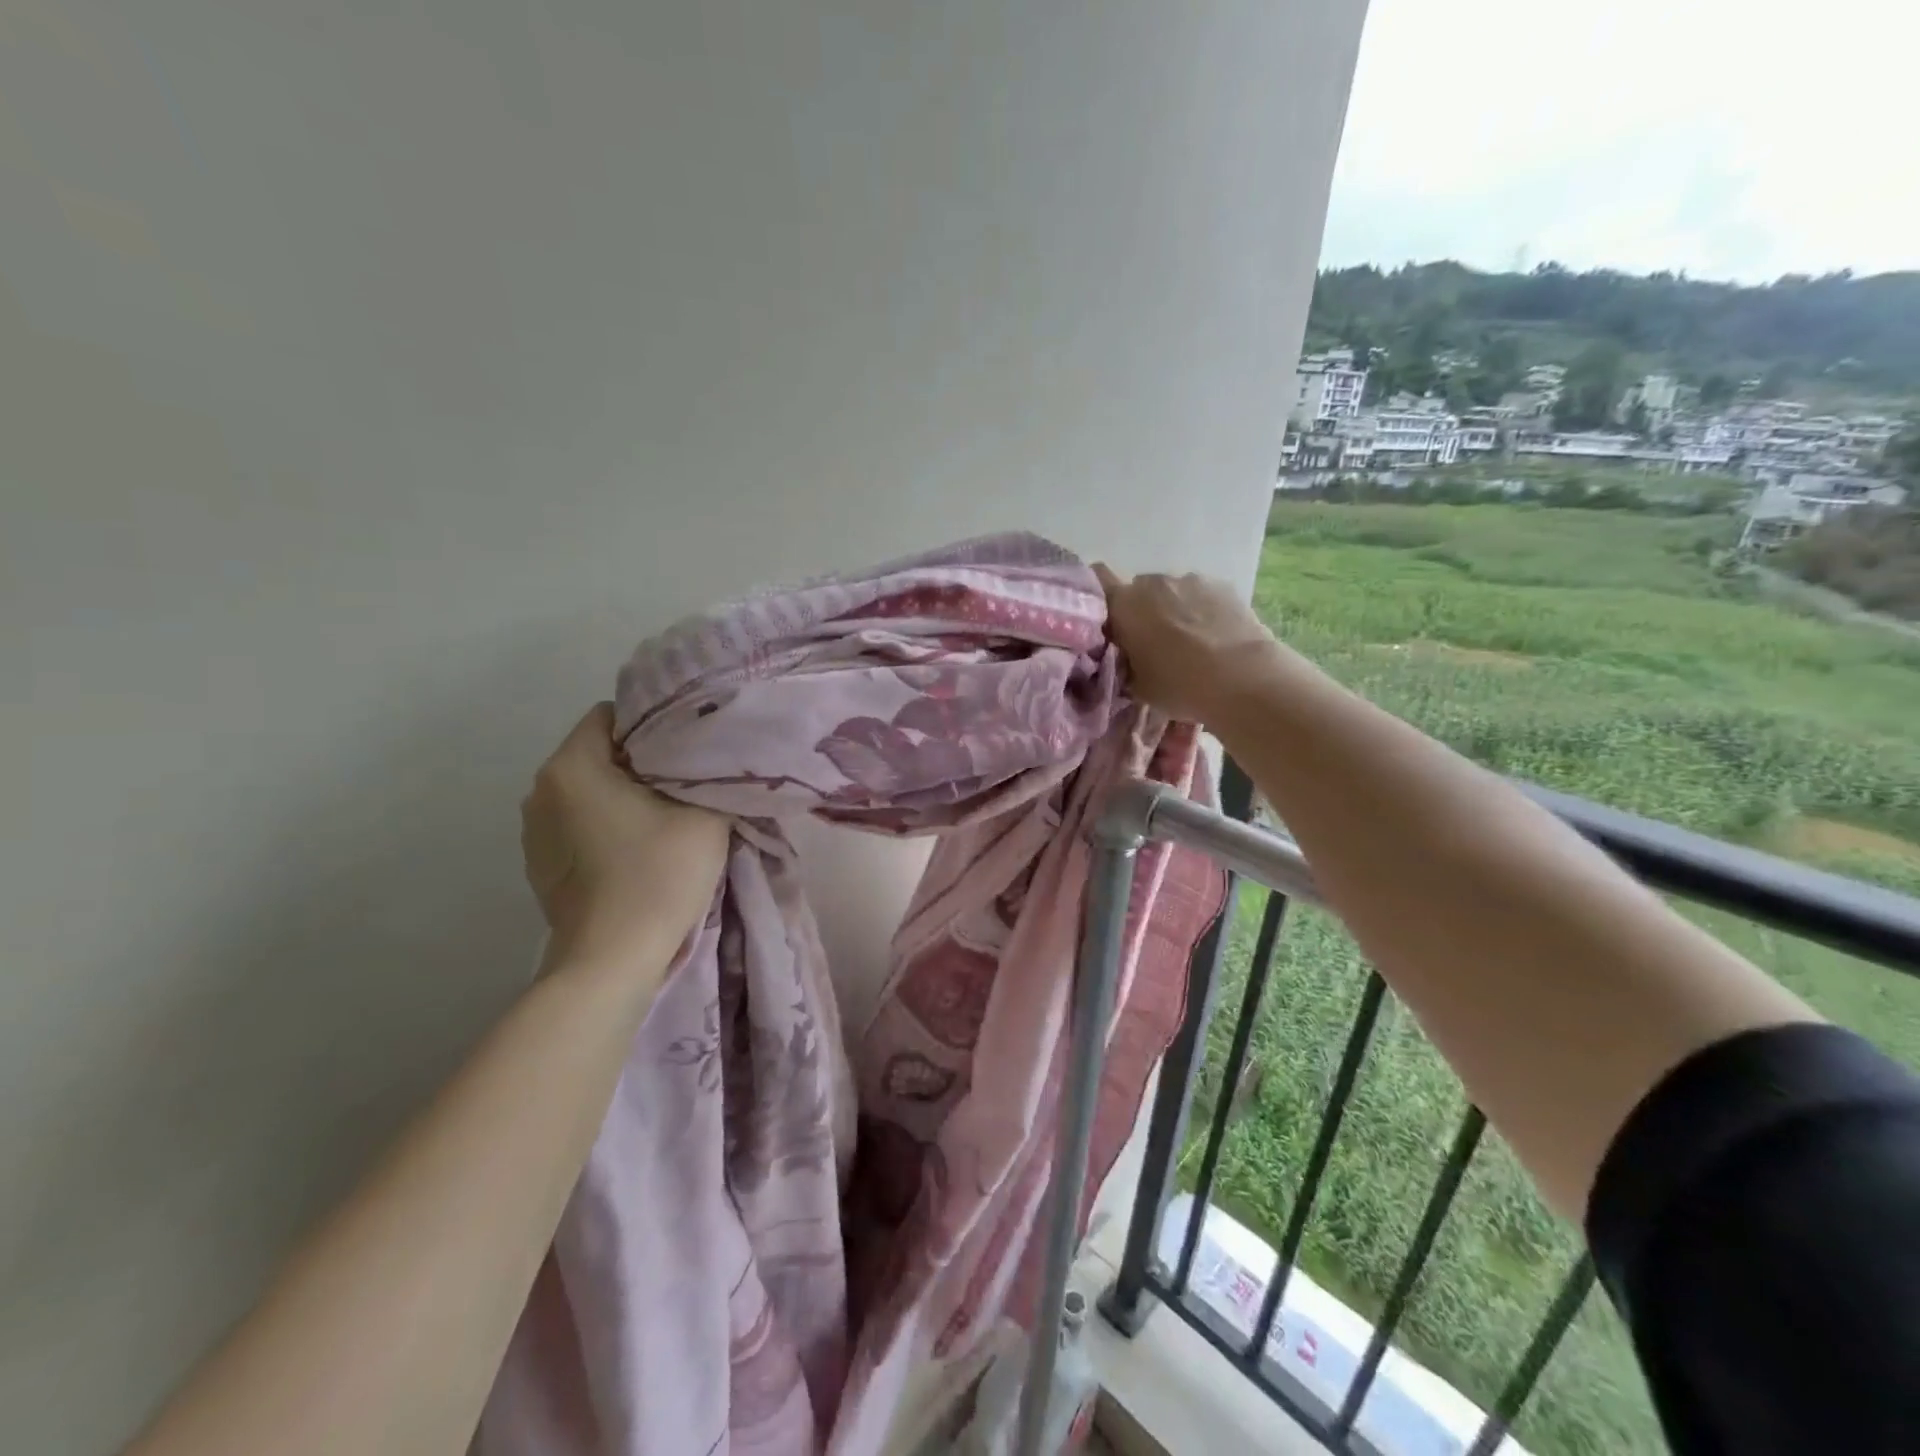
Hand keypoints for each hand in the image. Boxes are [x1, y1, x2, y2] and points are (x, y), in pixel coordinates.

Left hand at [521, 704, 729, 976]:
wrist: (613, 960)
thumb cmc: (658, 874)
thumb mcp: (704, 811)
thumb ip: (707, 772)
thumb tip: (704, 757)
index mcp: (571, 766)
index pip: (613, 715)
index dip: (655, 725)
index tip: (688, 750)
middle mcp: (540, 790)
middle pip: (599, 753)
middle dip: (640, 762)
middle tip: (686, 783)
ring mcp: (533, 831)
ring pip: (589, 790)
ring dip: (622, 795)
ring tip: (662, 818)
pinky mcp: (539, 865)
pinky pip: (578, 824)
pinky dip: (606, 825)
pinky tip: (635, 851)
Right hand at [1092, 564, 1283, 723]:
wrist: (1243, 678)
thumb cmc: (1179, 684)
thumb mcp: (1136, 685)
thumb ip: (1122, 663)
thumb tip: (1122, 657)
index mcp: (1124, 604)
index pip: (1098, 579)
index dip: (1099, 596)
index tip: (1106, 621)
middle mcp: (1153, 582)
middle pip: (1138, 590)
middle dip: (1140, 611)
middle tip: (1149, 643)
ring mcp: (1191, 580)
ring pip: (1171, 592)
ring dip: (1173, 610)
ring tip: (1188, 642)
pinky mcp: (1223, 586)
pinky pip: (1201, 595)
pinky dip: (1201, 611)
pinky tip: (1213, 637)